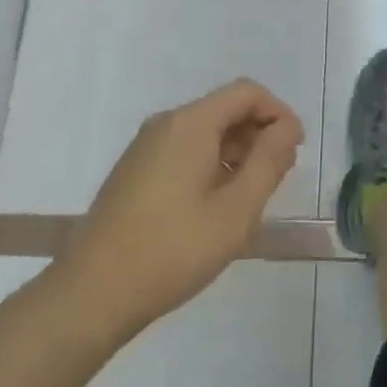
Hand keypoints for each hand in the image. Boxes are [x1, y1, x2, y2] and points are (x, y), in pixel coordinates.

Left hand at [45, 80, 302, 348]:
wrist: (91, 294)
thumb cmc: (172, 249)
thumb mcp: (236, 211)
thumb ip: (269, 163)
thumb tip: (286, 130)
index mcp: (191, 123)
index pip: (247, 92)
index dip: (278, 114)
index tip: (295, 152)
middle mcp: (166, 123)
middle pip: (225, 109)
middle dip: (259, 134)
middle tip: (277, 178)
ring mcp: (145, 147)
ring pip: (205, 132)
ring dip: (236, 152)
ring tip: (250, 198)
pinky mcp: (134, 171)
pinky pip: (184, 150)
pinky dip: (211, 164)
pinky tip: (215, 207)